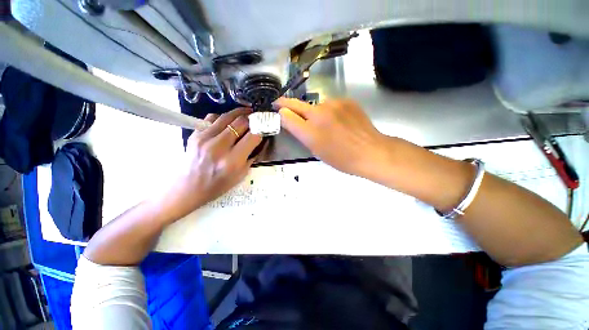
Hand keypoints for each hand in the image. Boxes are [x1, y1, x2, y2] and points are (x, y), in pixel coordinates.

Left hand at [163, 108, 262, 217]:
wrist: (189, 187)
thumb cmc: (218, 185)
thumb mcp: (241, 175)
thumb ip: (251, 156)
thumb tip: (259, 139)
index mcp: (232, 161)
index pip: (253, 136)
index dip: (261, 129)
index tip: (265, 127)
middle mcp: (219, 147)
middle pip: (240, 122)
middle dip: (252, 118)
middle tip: (257, 117)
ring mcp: (204, 138)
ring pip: (227, 116)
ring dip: (240, 113)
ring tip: (247, 113)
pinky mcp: (195, 134)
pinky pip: (212, 118)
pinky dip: (223, 117)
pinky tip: (228, 121)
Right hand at [276, 98, 389, 177]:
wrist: (371, 151)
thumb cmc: (341, 158)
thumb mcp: (317, 151)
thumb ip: (302, 134)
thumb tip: (292, 121)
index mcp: (310, 131)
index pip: (287, 116)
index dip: (280, 113)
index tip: (276, 110)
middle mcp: (319, 113)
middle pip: (296, 104)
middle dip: (285, 104)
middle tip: (279, 104)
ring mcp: (334, 104)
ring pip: (315, 105)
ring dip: (314, 112)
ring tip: (324, 124)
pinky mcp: (346, 100)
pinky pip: (331, 104)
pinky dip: (329, 111)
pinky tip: (338, 121)